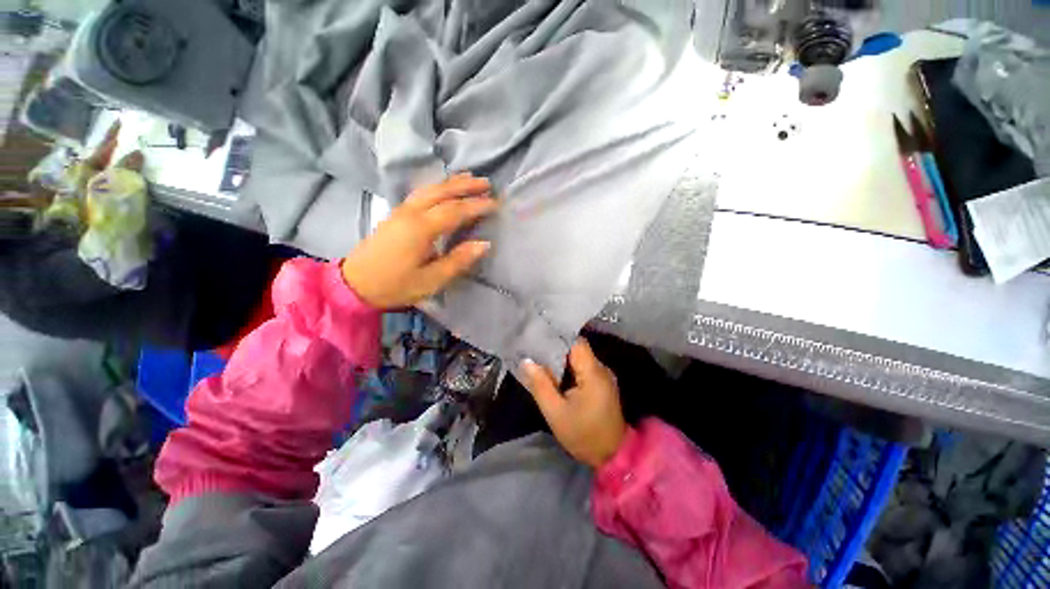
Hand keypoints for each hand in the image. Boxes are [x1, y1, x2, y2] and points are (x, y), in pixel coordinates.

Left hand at [342, 174, 496, 308]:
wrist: (354, 284)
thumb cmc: (395, 285)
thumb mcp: (431, 280)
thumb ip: (458, 260)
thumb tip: (484, 244)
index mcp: (421, 228)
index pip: (455, 210)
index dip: (476, 206)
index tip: (495, 204)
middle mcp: (411, 213)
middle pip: (442, 192)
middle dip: (466, 186)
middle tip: (487, 183)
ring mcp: (400, 211)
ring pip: (429, 189)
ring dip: (451, 182)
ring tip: (469, 178)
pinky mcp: (395, 214)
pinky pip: (420, 193)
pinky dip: (436, 187)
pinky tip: (443, 188)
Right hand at [521, 339, 627, 468]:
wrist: (612, 456)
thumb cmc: (583, 435)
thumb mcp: (555, 413)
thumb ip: (541, 385)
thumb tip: (527, 361)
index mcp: (593, 373)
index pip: (576, 342)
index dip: (557, 337)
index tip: (538, 338)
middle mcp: (601, 369)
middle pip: (577, 348)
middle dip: (556, 349)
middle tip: (534, 351)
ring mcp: (603, 376)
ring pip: (579, 358)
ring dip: (561, 359)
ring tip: (540, 361)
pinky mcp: (602, 383)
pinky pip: (583, 368)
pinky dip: (569, 369)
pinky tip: (555, 375)